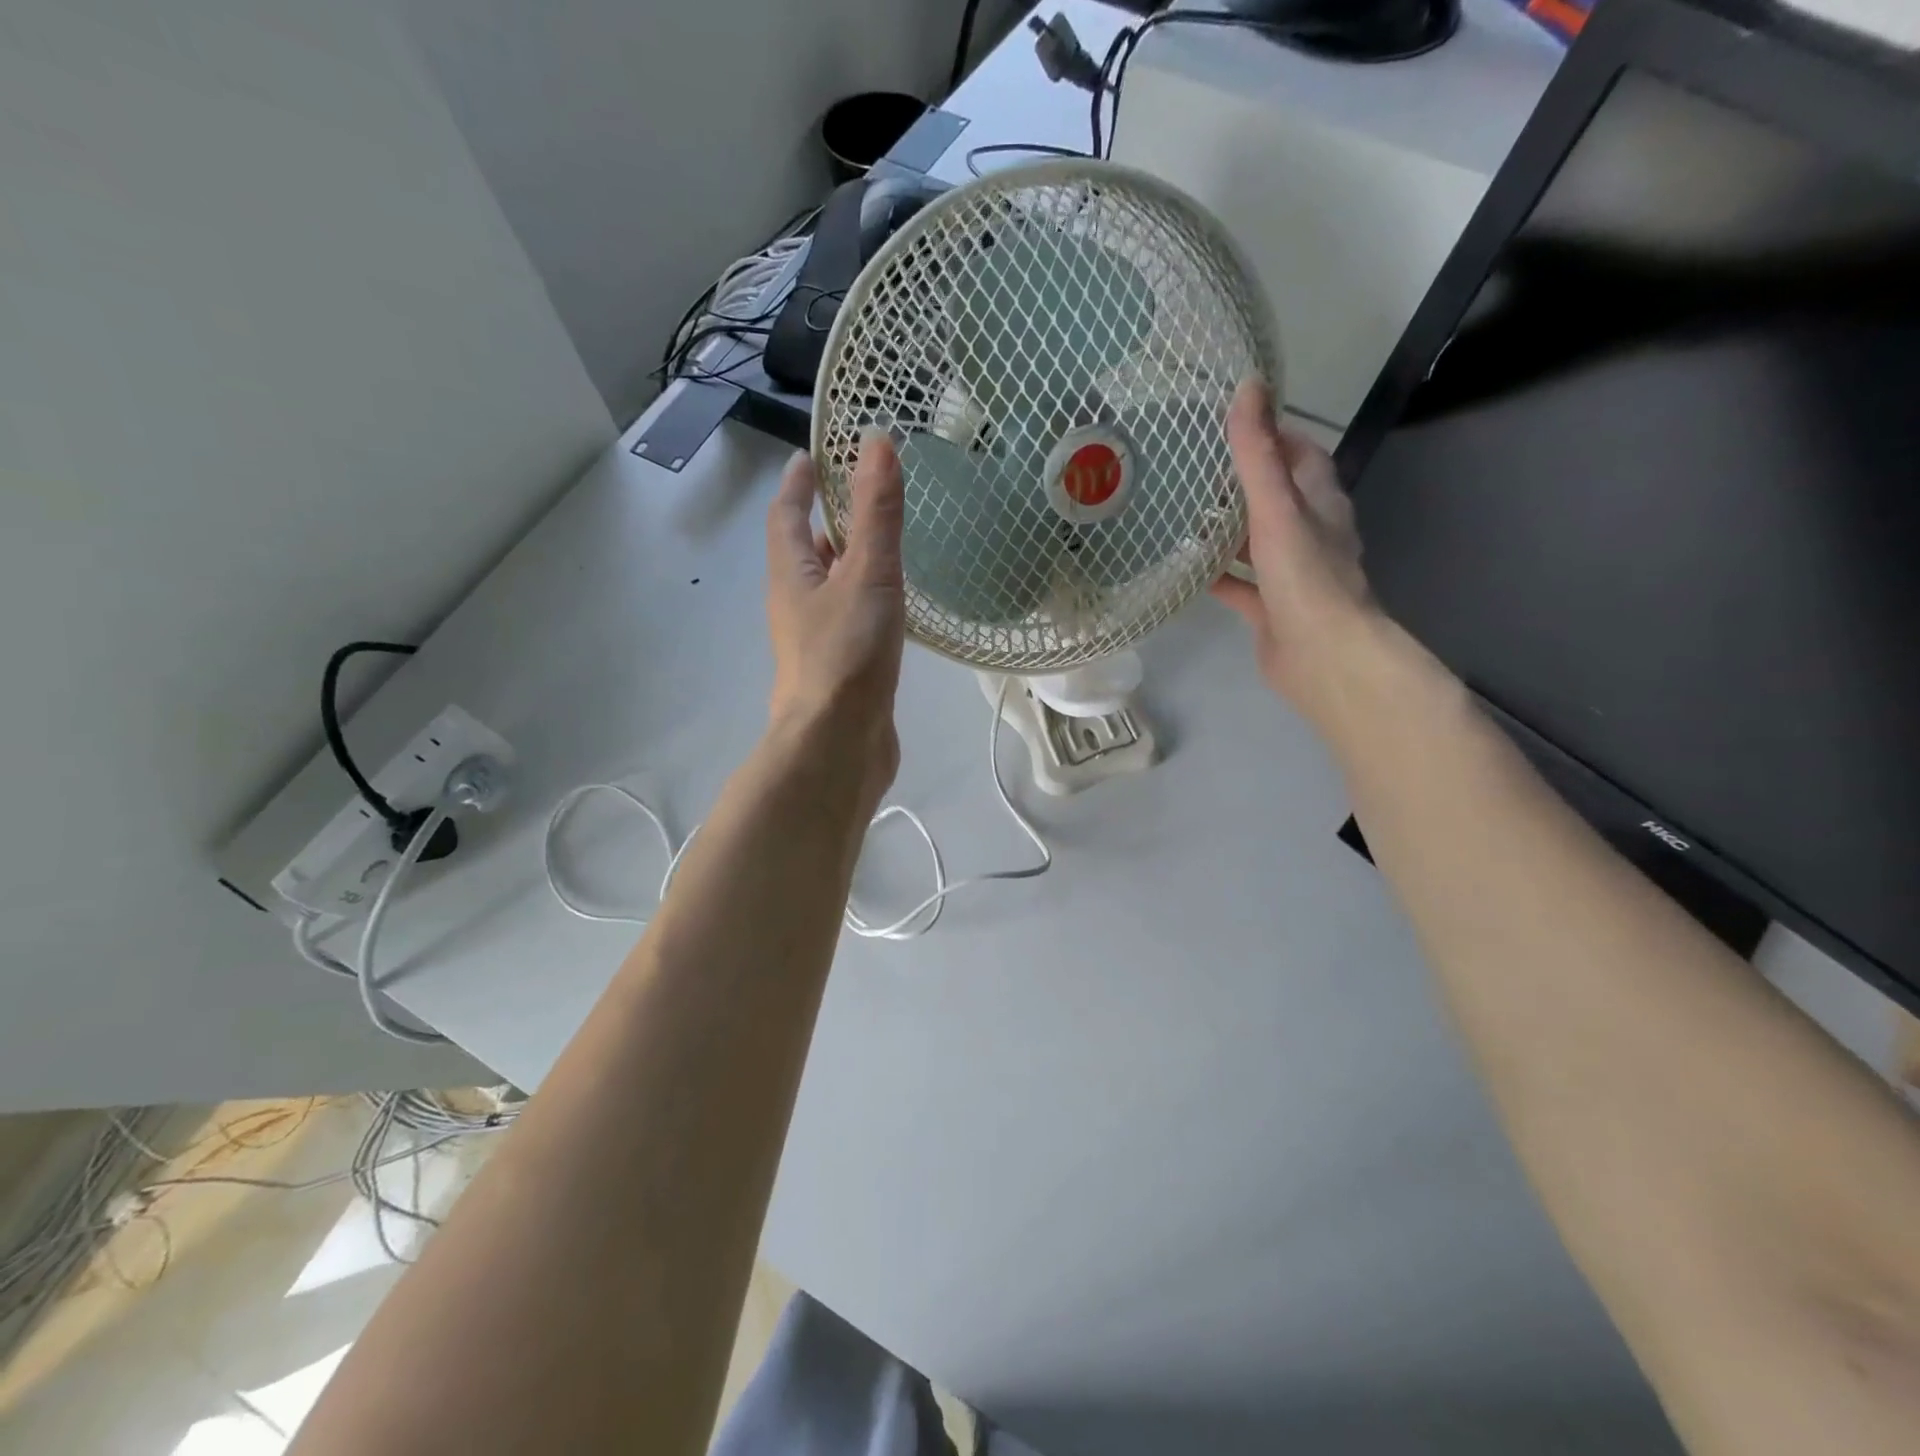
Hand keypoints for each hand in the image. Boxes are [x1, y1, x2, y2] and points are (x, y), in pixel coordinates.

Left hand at [765, 433, 906, 811]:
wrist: (837, 743)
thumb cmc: (846, 654)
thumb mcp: (867, 574)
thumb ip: (876, 513)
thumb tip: (876, 441)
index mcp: (791, 574)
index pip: (786, 514)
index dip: (797, 482)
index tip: (811, 455)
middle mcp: (796, 603)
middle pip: (804, 551)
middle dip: (826, 521)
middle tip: (861, 496)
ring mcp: (816, 639)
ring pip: (829, 587)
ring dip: (848, 562)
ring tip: (883, 545)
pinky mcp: (840, 668)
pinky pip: (850, 619)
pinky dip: (867, 600)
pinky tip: (894, 607)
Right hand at [1211, 379, 1377, 721]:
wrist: (1321, 655)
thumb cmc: (1304, 576)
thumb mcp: (1276, 507)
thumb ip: (1258, 453)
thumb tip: (1248, 386)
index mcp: (1320, 504)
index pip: (1302, 455)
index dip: (1275, 435)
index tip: (1234, 425)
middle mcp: (1310, 535)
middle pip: (1277, 498)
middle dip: (1243, 483)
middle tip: (1196, 470)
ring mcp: (1291, 574)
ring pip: (1257, 543)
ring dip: (1229, 530)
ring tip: (1184, 514)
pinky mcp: (1272, 609)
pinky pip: (1241, 585)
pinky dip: (1218, 576)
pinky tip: (1187, 571)